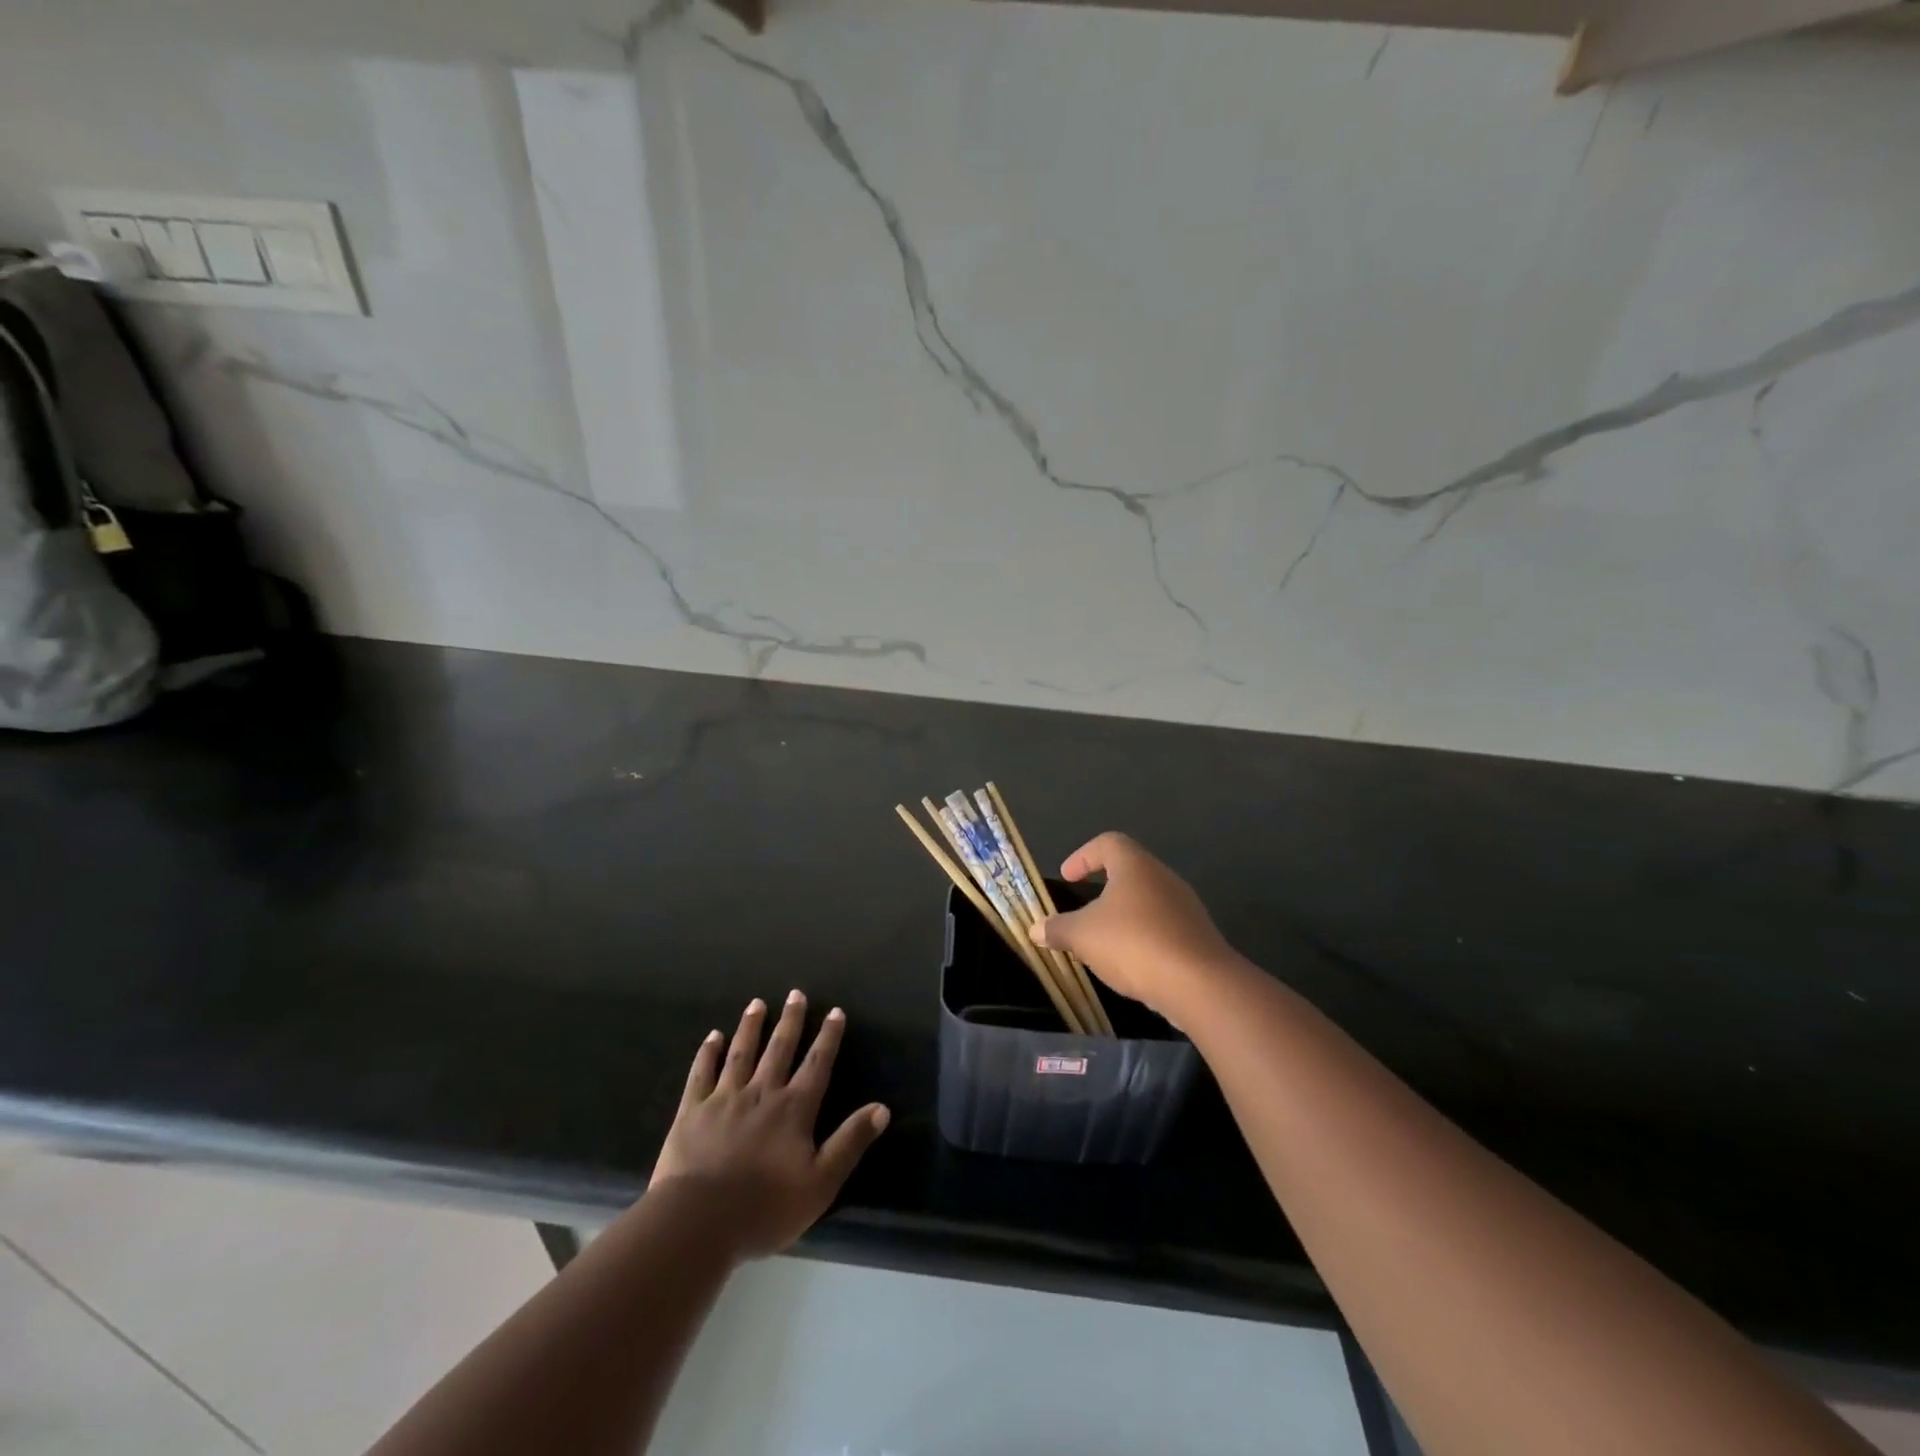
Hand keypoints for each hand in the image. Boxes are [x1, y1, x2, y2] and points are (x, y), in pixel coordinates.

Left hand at [650, 992, 888, 1258]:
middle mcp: (762, 1093)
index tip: (835, 1011)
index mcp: (794, 1109)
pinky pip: (702, 1073)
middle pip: (779, 1049)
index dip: (828, 1037)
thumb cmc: (765, 1208)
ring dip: (751, 1027)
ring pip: (742, 1053)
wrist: (699, 1222)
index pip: (817, 1064)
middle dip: (790, 1021)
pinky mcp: (693, 1111)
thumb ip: (850, 1142)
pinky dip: (708, 1053)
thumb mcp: (821, 1183)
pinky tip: (713, 1036)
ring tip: (756, 1003)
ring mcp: (724, 1099)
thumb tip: (882, 1108)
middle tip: (796, 994)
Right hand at [1028, 832, 1241, 1024]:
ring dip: (1123, 917)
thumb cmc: (1133, 944)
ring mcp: (1185, 907)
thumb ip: (1057, 929)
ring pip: (1147, 902)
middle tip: (1082, 911)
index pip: (1107, 843)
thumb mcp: (1082, 936)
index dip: (1083, 856)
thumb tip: (1035, 929)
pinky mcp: (1197, 936)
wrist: (1199, 985)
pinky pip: (1163, 928)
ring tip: (1102, 942)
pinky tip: (1131, 964)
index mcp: (1135, 865)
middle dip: (1102, 889)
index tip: (1067, 878)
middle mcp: (1163, 877)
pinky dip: (1142, 938)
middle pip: (1129, 872)